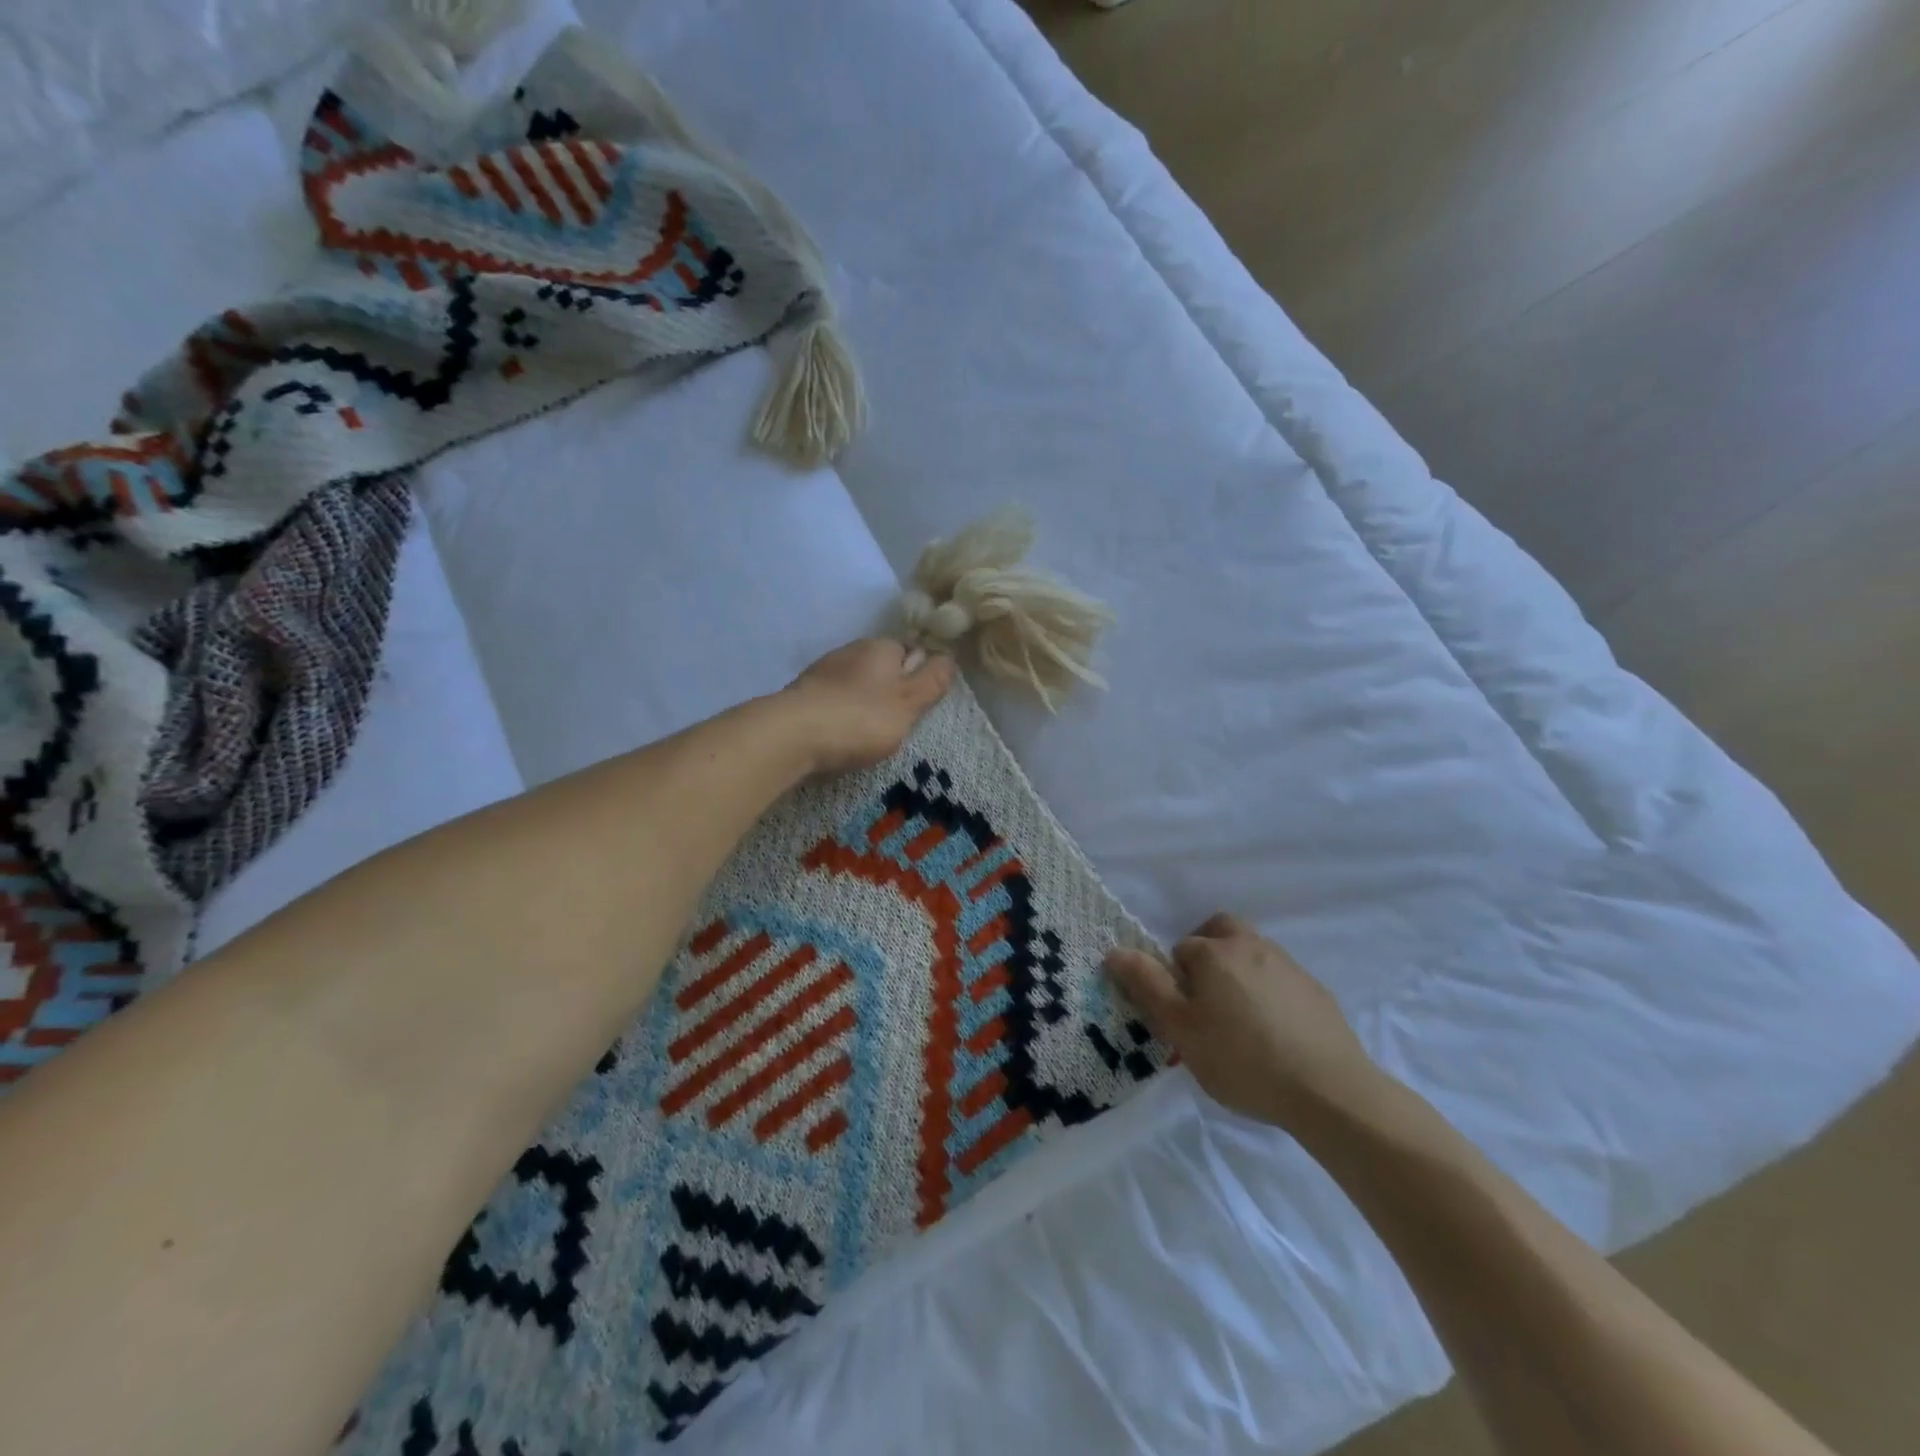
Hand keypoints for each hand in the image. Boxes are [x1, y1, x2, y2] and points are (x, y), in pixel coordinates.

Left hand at [783, 638, 957, 774]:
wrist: (791, 735)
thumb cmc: (860, 718)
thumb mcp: (909, 703)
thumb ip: (932, 681)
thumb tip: (949, 657)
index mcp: (881, 647)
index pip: (911, 651)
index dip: (920, 676)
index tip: (920, 705)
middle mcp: (851, 650)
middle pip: (883, 668)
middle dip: (891, 692)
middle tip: (897, 725)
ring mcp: (823, 671)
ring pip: (857, 685)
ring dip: (865, 705)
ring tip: (867, 736)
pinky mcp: (803, 695)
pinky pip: (833, 701)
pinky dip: (841, 716)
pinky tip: (841, 737)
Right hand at [1105, 913, 1384, 1128]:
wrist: (1329, 1091)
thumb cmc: (1242, 1059)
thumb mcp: (1181, 1029)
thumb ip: (1147, 986)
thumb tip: (1114, 951)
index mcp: (1215, 952)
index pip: (1180, 950)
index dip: (1174, 980)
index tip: (1182, 1016)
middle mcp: (1251, 946)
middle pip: (1220, 932)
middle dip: (1206, 953)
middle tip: (1204, 998)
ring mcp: (1288, 966)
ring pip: (1251, 953)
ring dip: (1238, 972)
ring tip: (1239, 1021)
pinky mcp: (1316, 991)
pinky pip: (1280, 979)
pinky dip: (1268, 993)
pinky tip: (1273, 1033)